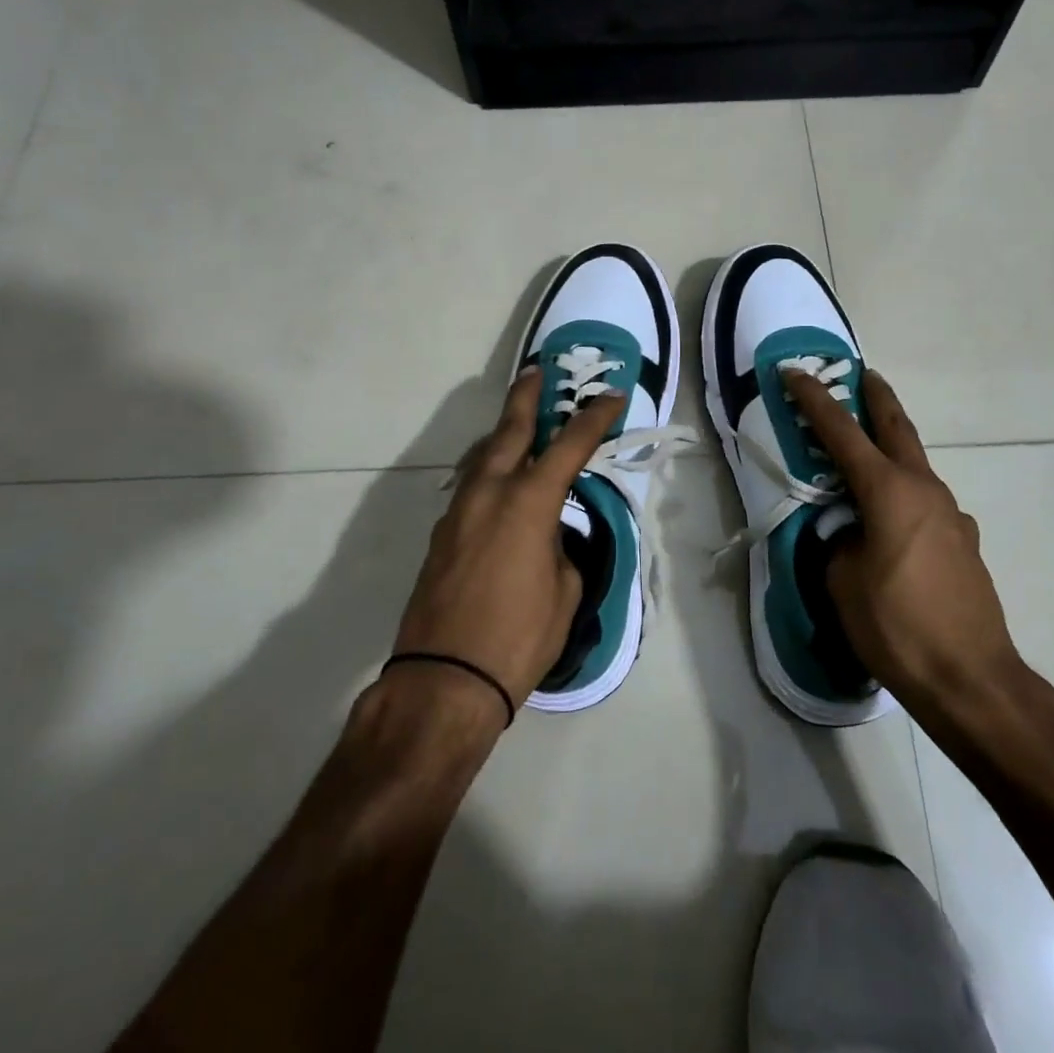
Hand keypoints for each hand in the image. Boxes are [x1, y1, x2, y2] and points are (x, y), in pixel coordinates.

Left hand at [391, 367, 623, 712]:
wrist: (443, 680)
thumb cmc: (518, 638)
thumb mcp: (564, 591)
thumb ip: (560, 549)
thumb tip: (548, 536)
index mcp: (528, 502)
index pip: (570, 445)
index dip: (594, 417)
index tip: (612, 396)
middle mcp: (489, 493)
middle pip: (509, 430)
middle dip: (526, 397)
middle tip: (536, 371)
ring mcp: (458, 512)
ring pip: (482, 456)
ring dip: (502, 435)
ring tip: (518, 425)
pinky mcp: (440, 535)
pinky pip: (469, 487)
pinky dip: (487, 472)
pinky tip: (497, 483)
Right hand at [784, 367, 1020, 713]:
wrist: (972, 679)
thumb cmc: (897, 626)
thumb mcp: (843, 581)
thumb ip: (838, 541)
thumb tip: (848, 532)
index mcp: (889, 491)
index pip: (842, 432)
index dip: (814, 400)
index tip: (794, 372)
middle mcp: (925, 490)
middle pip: (897, 428)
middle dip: (877, 397)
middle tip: (862, 375)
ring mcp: (952, 515)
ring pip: (915, 466)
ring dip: (891, 449)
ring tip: (866, 457)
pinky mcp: (964, 542)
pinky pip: (926, 503)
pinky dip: (904, 494)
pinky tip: (892, 524)